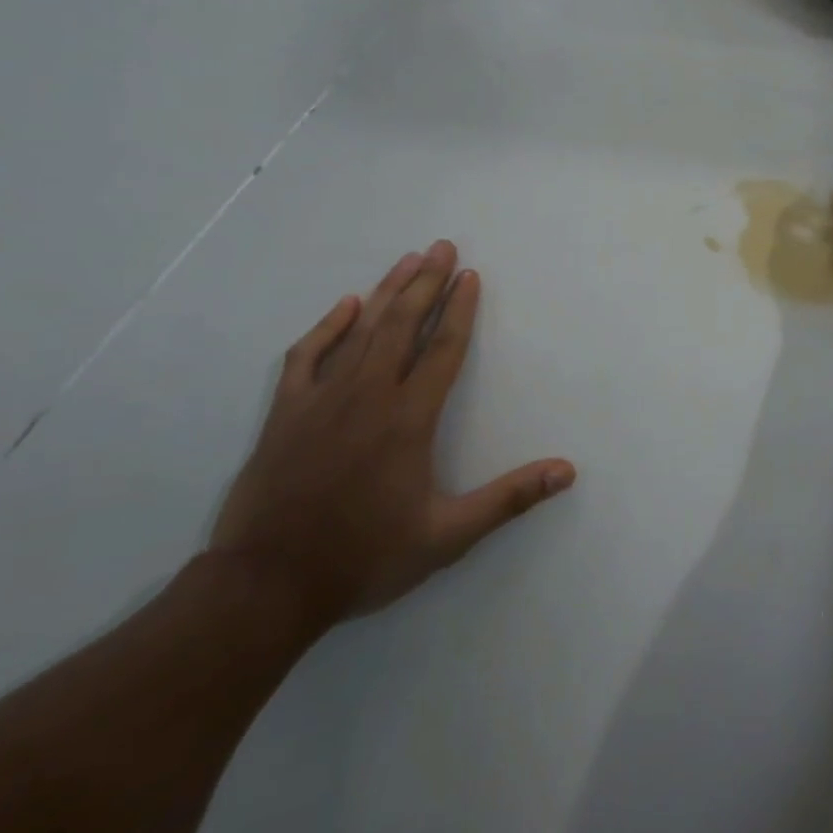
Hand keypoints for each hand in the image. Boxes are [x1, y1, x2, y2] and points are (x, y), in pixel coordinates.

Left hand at [210, 242, 574, 631]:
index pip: (443, 349)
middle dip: (426, 282)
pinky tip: (344, 306)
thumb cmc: (364, 557)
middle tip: (443, 247)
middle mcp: (368, 395)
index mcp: (409, 419)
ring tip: (408, 260)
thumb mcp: (448, 535)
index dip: (461, 310)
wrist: (265, 585)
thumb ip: (509, 499)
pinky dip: (327, 326)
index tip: (471, 276)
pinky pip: (307, 355)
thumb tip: (567, 471)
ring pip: (360, 331)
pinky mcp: (285, 412)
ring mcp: (322, 399)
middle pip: (403, 325)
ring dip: (387, 292)